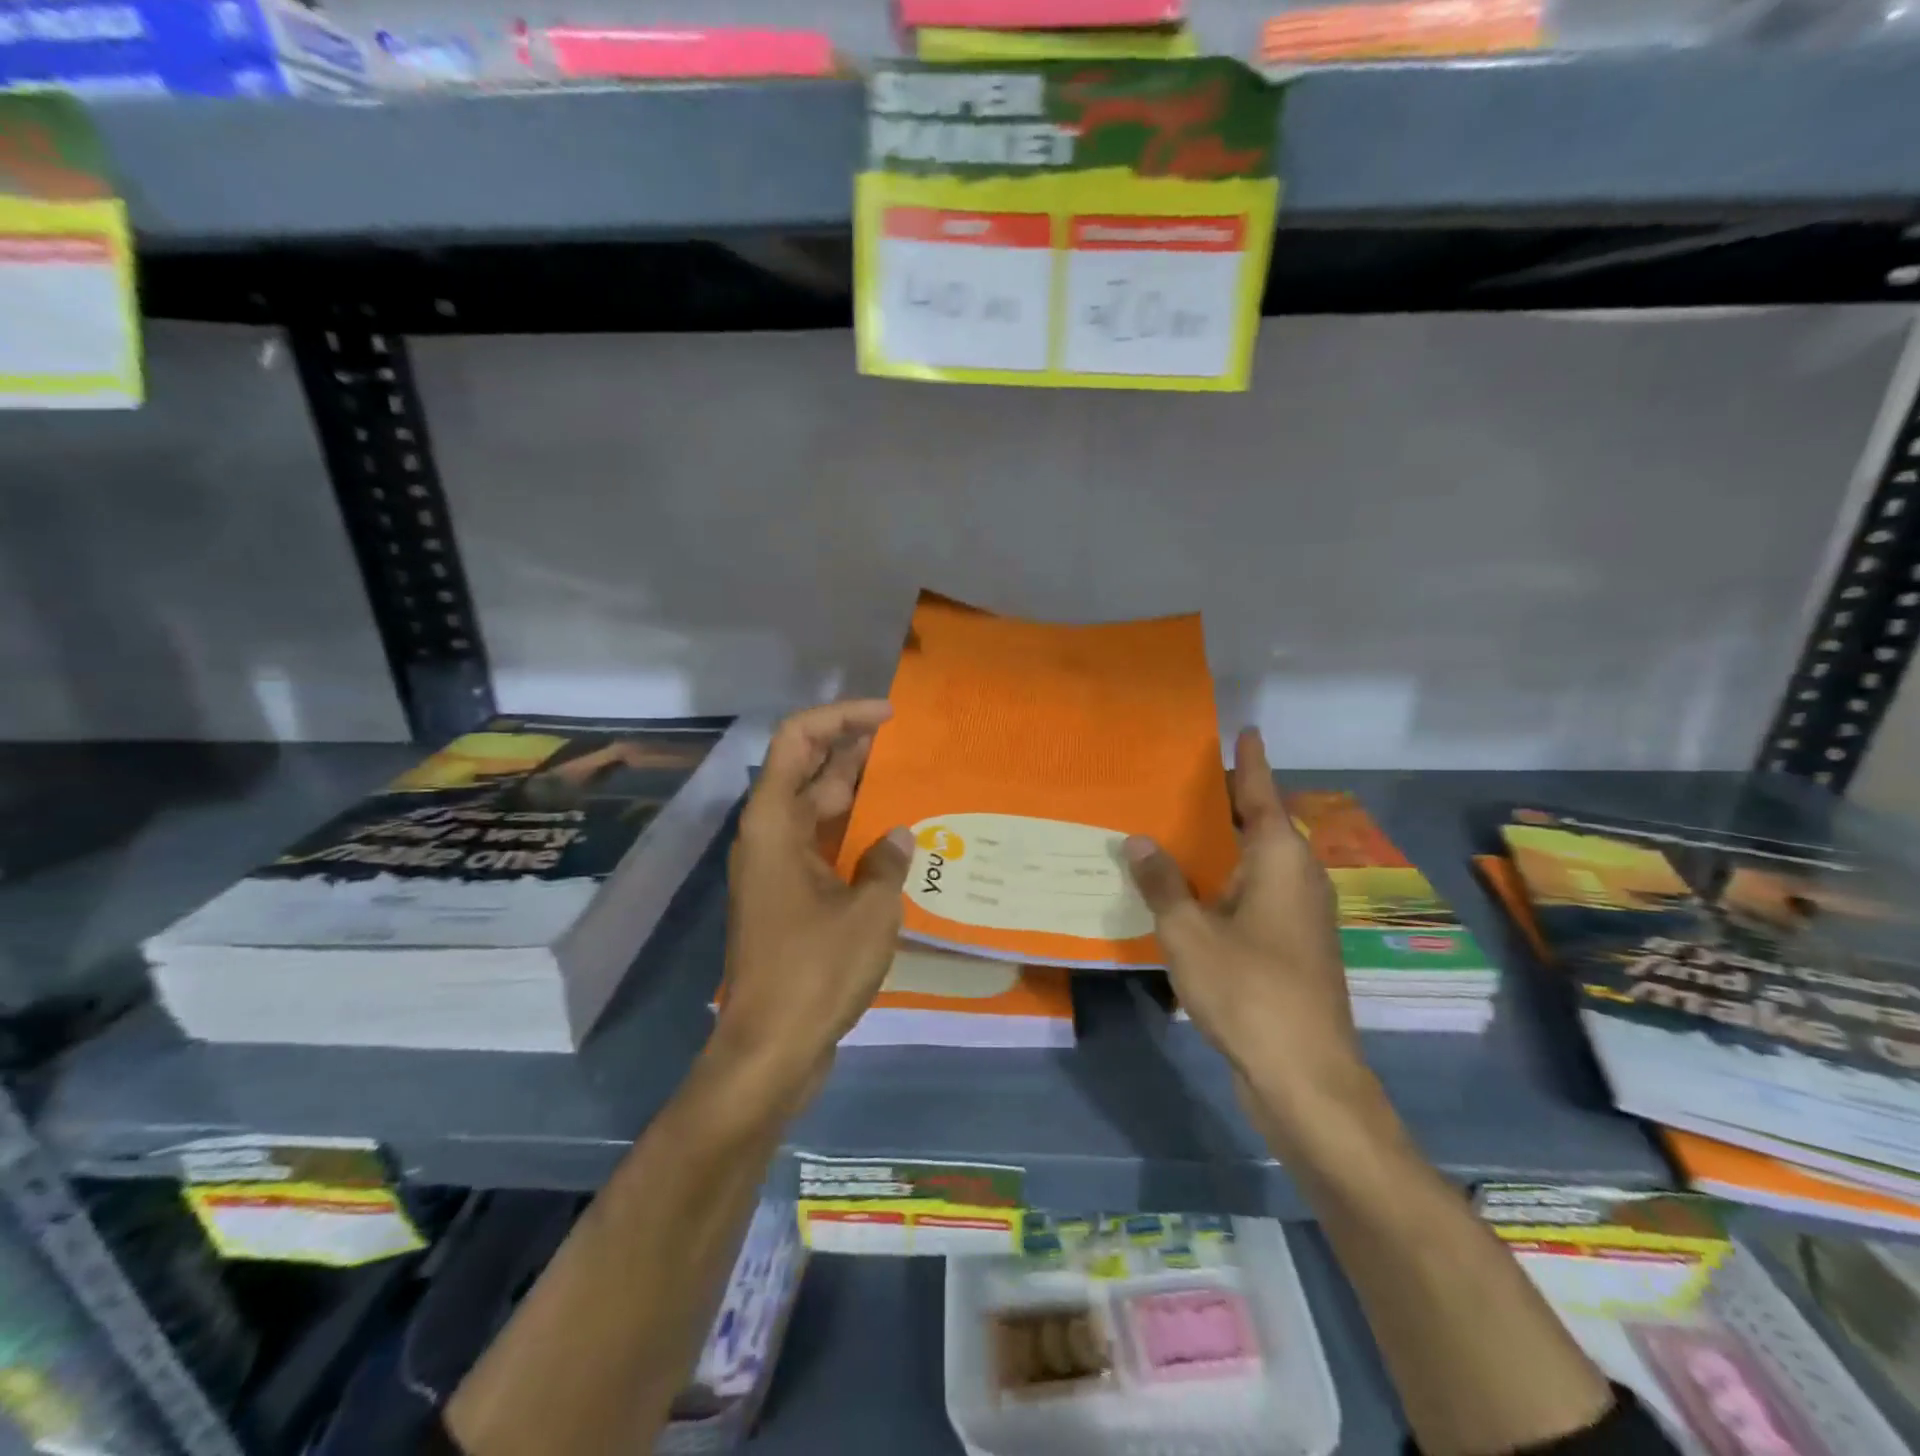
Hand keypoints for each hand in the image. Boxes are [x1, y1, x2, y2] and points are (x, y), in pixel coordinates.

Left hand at [712, 701, 912, 1097]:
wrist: (771, 1049)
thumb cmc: (816, 971)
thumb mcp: (869, 910)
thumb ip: (887, 862)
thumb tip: (899, 837)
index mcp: (774, 823)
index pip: (798, 740)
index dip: (841, 717)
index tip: (889, 716)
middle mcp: (768, 837)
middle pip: (807, 770)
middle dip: (853, 749)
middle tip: (907, 744)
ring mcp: (776, 869)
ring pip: (816, 809)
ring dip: (856, 791)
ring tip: (908, 780)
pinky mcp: (788, 899)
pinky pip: (822, 846)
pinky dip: (854, 834)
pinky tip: (893, 840)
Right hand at [1124, 730, 1372, 1141]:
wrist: (1305, 1077)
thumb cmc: (1250, 990)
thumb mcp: (1190, 932)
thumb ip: (1163, 882)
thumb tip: (1139, 840)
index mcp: (1280, 860)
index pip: (1262, 794)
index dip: (1250, 762)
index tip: (1244, 730)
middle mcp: (1295, 878)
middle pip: (1260, 825)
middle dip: (1226, 802)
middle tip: (1179, 777)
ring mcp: (1296, 916)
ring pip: (1254, 864)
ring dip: (1220, 845)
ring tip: (1173, 826)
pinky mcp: (1289, 947)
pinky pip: (1250, 896)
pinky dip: (1221, 882)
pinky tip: (1185, 890)